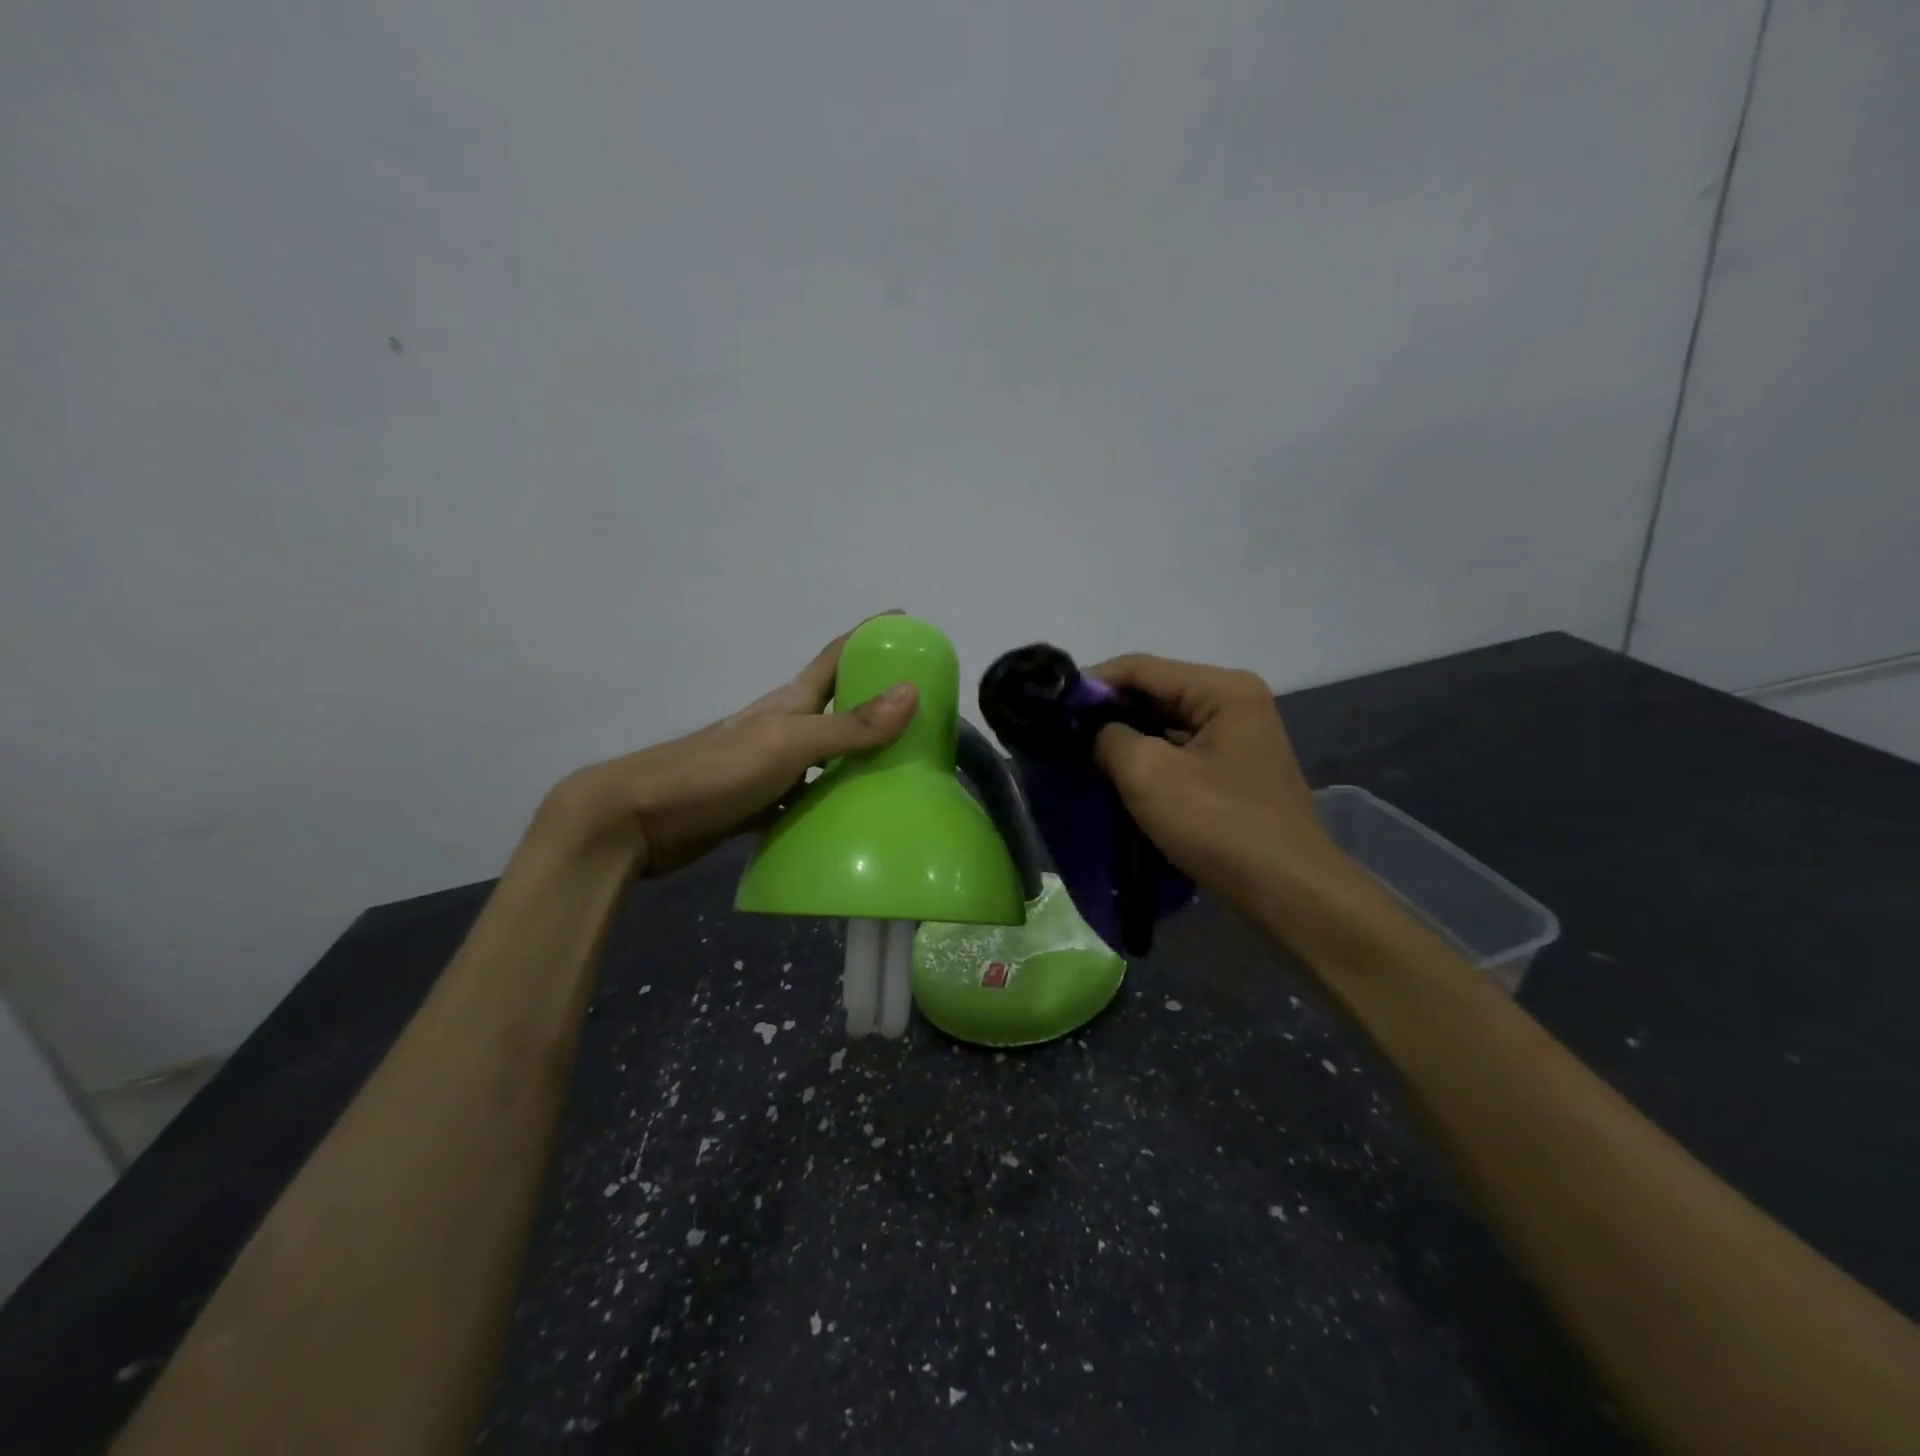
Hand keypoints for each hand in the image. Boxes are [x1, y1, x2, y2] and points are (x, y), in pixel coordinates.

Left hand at [535, 617, 918, 875]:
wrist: (638, 820)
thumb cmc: (716, 771)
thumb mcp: (788, 743)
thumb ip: (848, 725)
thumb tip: (912, 691)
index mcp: (790, 702)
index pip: (836, 656)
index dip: (869, 636)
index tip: (907, 623)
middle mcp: (784, 727)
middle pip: (837, 706)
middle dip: (876, 701)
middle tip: (925, 713)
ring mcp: (770, 767)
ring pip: (826, 756)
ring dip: (860, 758)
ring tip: (905, 770)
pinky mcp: (759, 803)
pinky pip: (808, 798)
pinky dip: (833, 803)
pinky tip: (857, 819)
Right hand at [1088, 654, 1348, 916]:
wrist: (1288, 892)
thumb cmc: (1219, 825)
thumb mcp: (1149, 775)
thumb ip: (1109, 737)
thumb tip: (1093, 729)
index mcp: (1222, 689)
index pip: (1141, 668)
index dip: (1091, 684)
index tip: (1051, 709)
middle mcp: (1236, 701)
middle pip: (1156, 692)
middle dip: (1108, 712)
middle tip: (1062, 735)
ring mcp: (1240, 736)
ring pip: (1167, 723)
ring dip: (1127, 738)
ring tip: (1083, 756)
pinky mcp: (1236, 769)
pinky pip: (1182, 750)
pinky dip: (1150, 759)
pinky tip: (1120, 777)